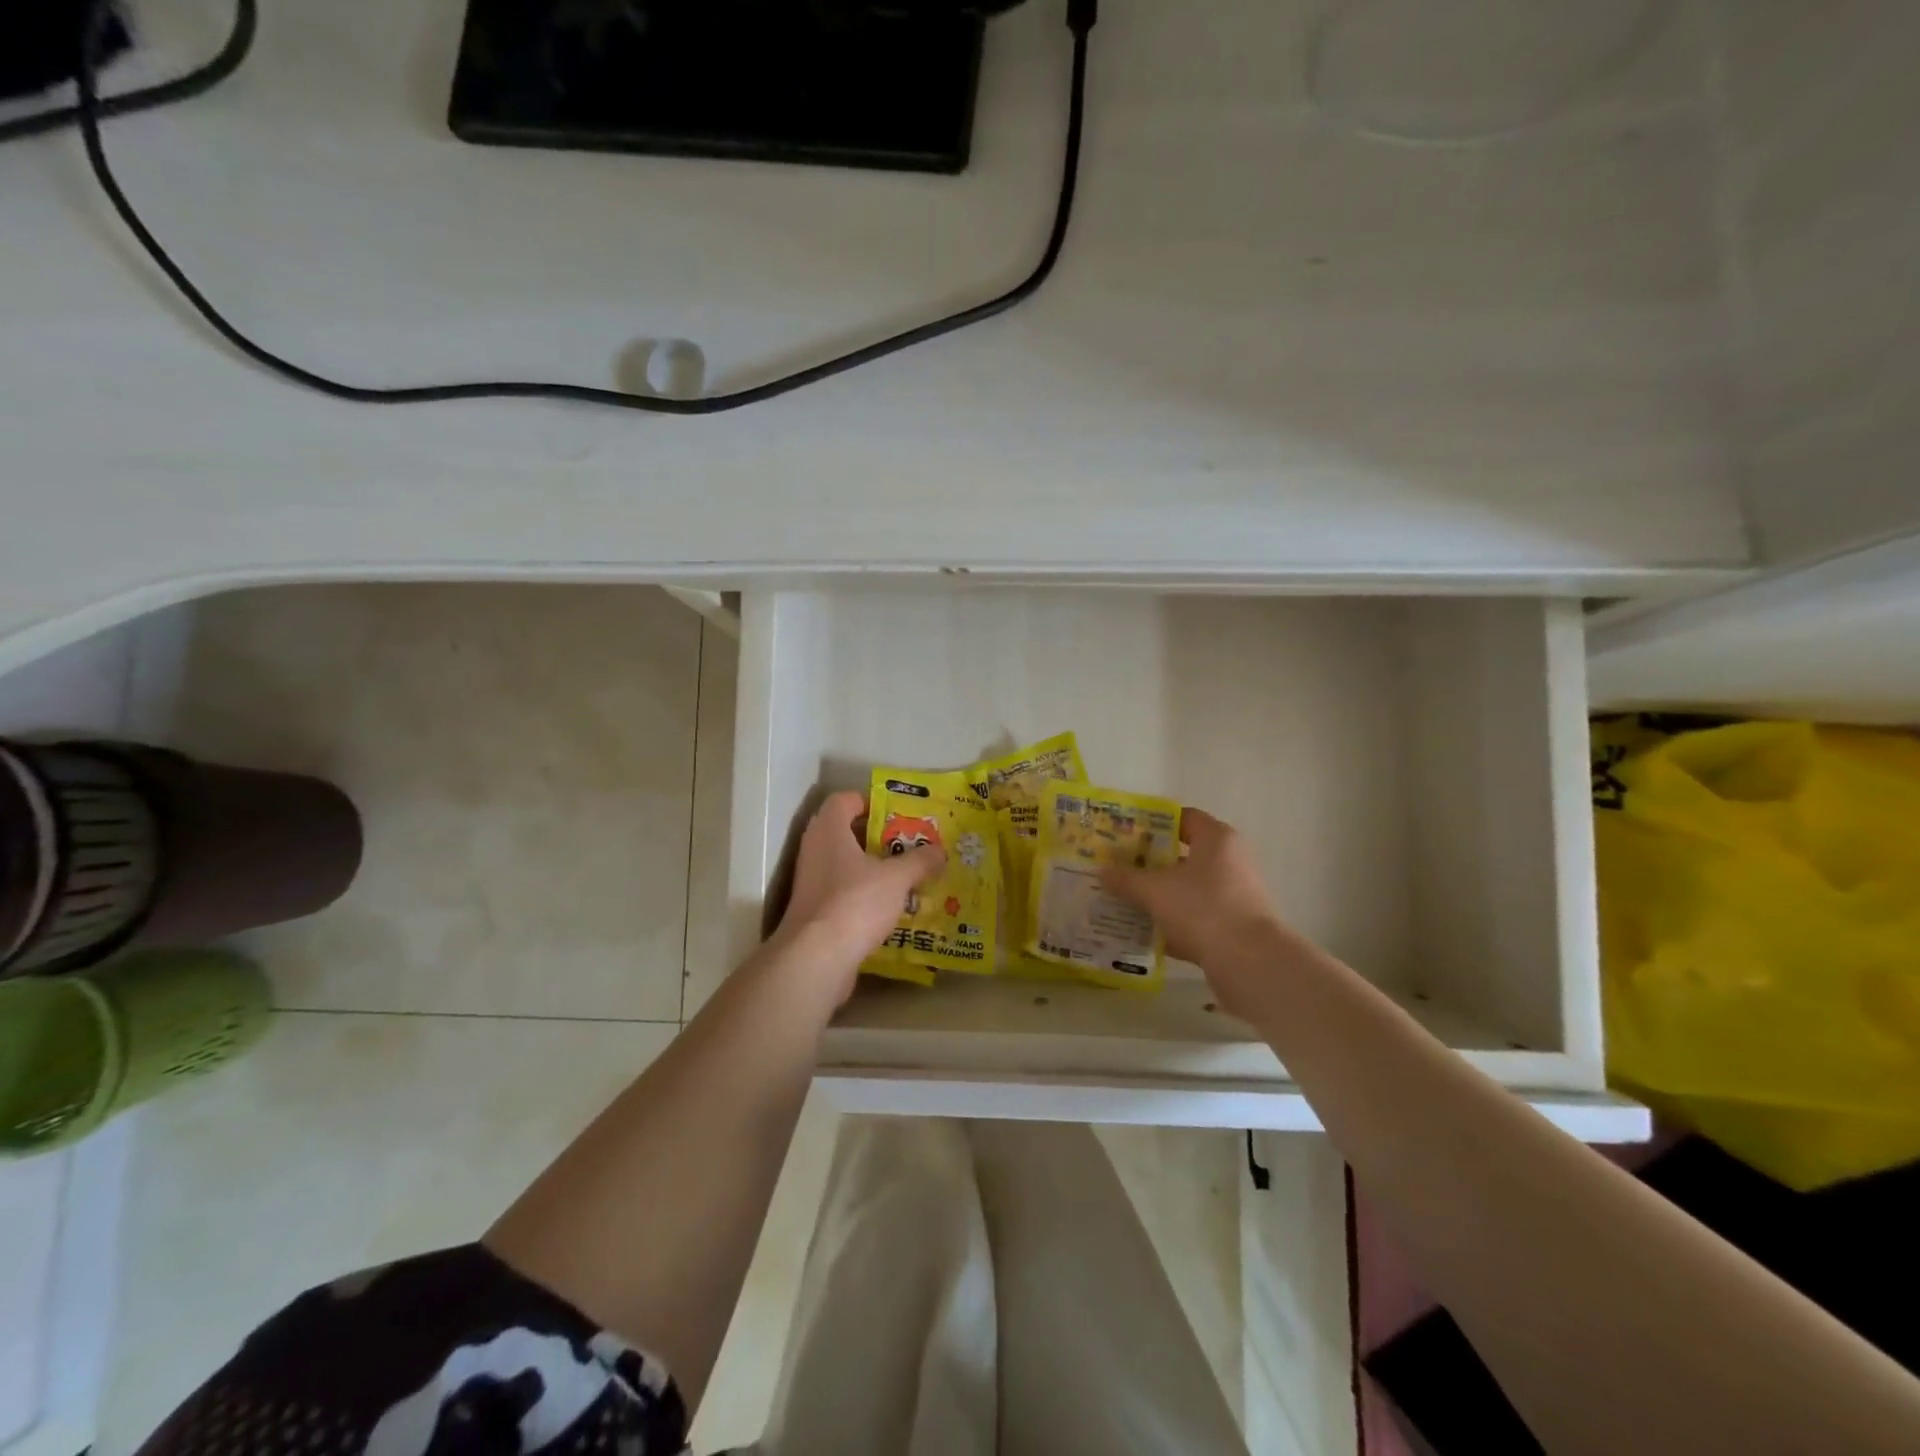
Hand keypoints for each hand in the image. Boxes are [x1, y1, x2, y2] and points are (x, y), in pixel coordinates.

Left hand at [775, 790, 944, 1001]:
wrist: (816, 958)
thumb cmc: (855, 903)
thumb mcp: (897, 878)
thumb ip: (919, 861)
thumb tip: (939, 851)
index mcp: (829, 831)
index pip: (843, 800)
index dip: (868, 801)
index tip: (894, 813)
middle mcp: (815, 850)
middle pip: (844, 832)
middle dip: (875, 837)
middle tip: (906, 843)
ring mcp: (811, 882)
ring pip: (843, 865)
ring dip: (870, 869)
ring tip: (903, 875)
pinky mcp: (813, 911)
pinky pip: (841, 893)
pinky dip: (862, 895)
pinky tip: (888, 908)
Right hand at [1101, 808, 1284, 994]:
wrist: (1249, 962)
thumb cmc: (1202, 909)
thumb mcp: (1154, 890)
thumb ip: (1126, 879)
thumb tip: (1101, 870)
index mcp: (1216, 839)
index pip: (1183, 818)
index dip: (1152, 823)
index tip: (1124, 833)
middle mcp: (1230, 861)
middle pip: (1183, 854)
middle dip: (1149, 862)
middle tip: (1117, 867)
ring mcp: (1234, 895)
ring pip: (1187, 888)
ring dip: (1159, 894)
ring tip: (1124, 899)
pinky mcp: (1233, 926)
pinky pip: (1195, 916)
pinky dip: (1172, 922)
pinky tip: (1144, 932)